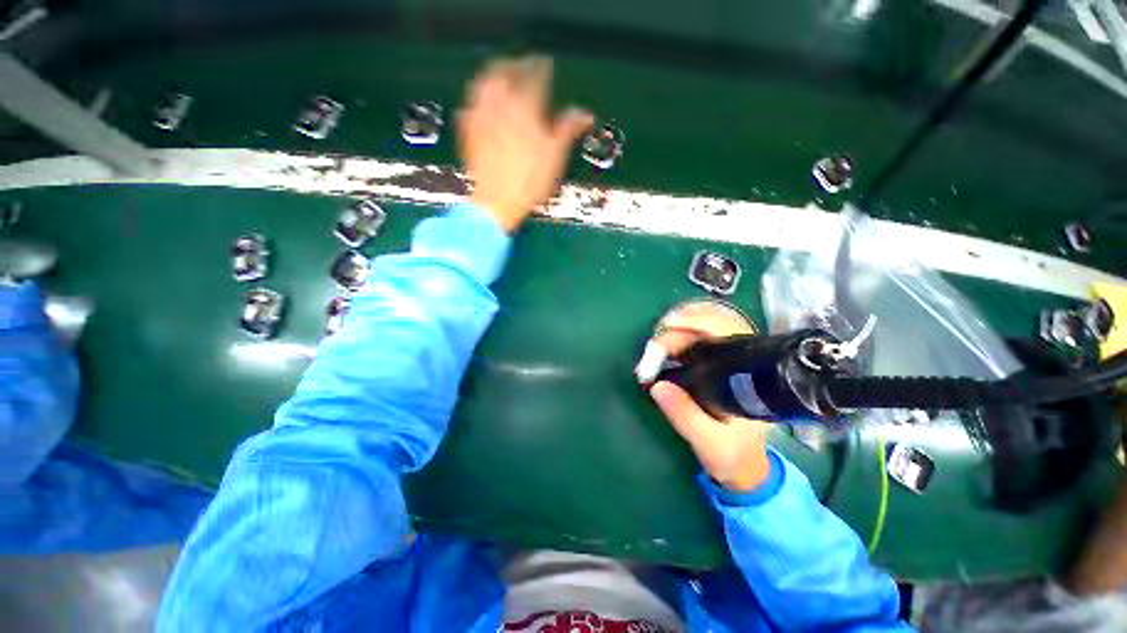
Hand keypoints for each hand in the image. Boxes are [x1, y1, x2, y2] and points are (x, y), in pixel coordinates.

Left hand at [457, 56, 593, 231]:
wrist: (496, 202)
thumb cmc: (528, 182)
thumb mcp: (555, 157)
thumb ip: (568, 130)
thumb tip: (585, 115)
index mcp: (526, 109)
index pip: (535, 78)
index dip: (542, 68)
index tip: (546, 64)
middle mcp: (501, 107)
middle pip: (506, 73)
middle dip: (515, 65)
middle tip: (522, 64)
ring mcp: (482, 119)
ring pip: (484, 85)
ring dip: (493, 75)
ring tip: (500, 74)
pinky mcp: (470, 133)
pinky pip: (471, 106)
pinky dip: (477, 99)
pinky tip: (480, 102)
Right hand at [644, 302, 771, 492]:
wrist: (742, 466)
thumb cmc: (734, 455)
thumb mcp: (710, 441)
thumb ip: (685, 416)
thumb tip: (656, 386)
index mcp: (750, 373)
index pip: (728, 329)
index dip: (699, 320)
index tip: (670, 324)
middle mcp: (739, 359)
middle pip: (706, 327)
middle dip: (674, 334)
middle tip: (650, 354)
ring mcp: (723, 360)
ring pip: (694, 333)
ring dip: (668, 339)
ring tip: (650, 358)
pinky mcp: (709, 365)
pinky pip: (687, 344)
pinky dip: (668, 346)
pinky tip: (656, 356)